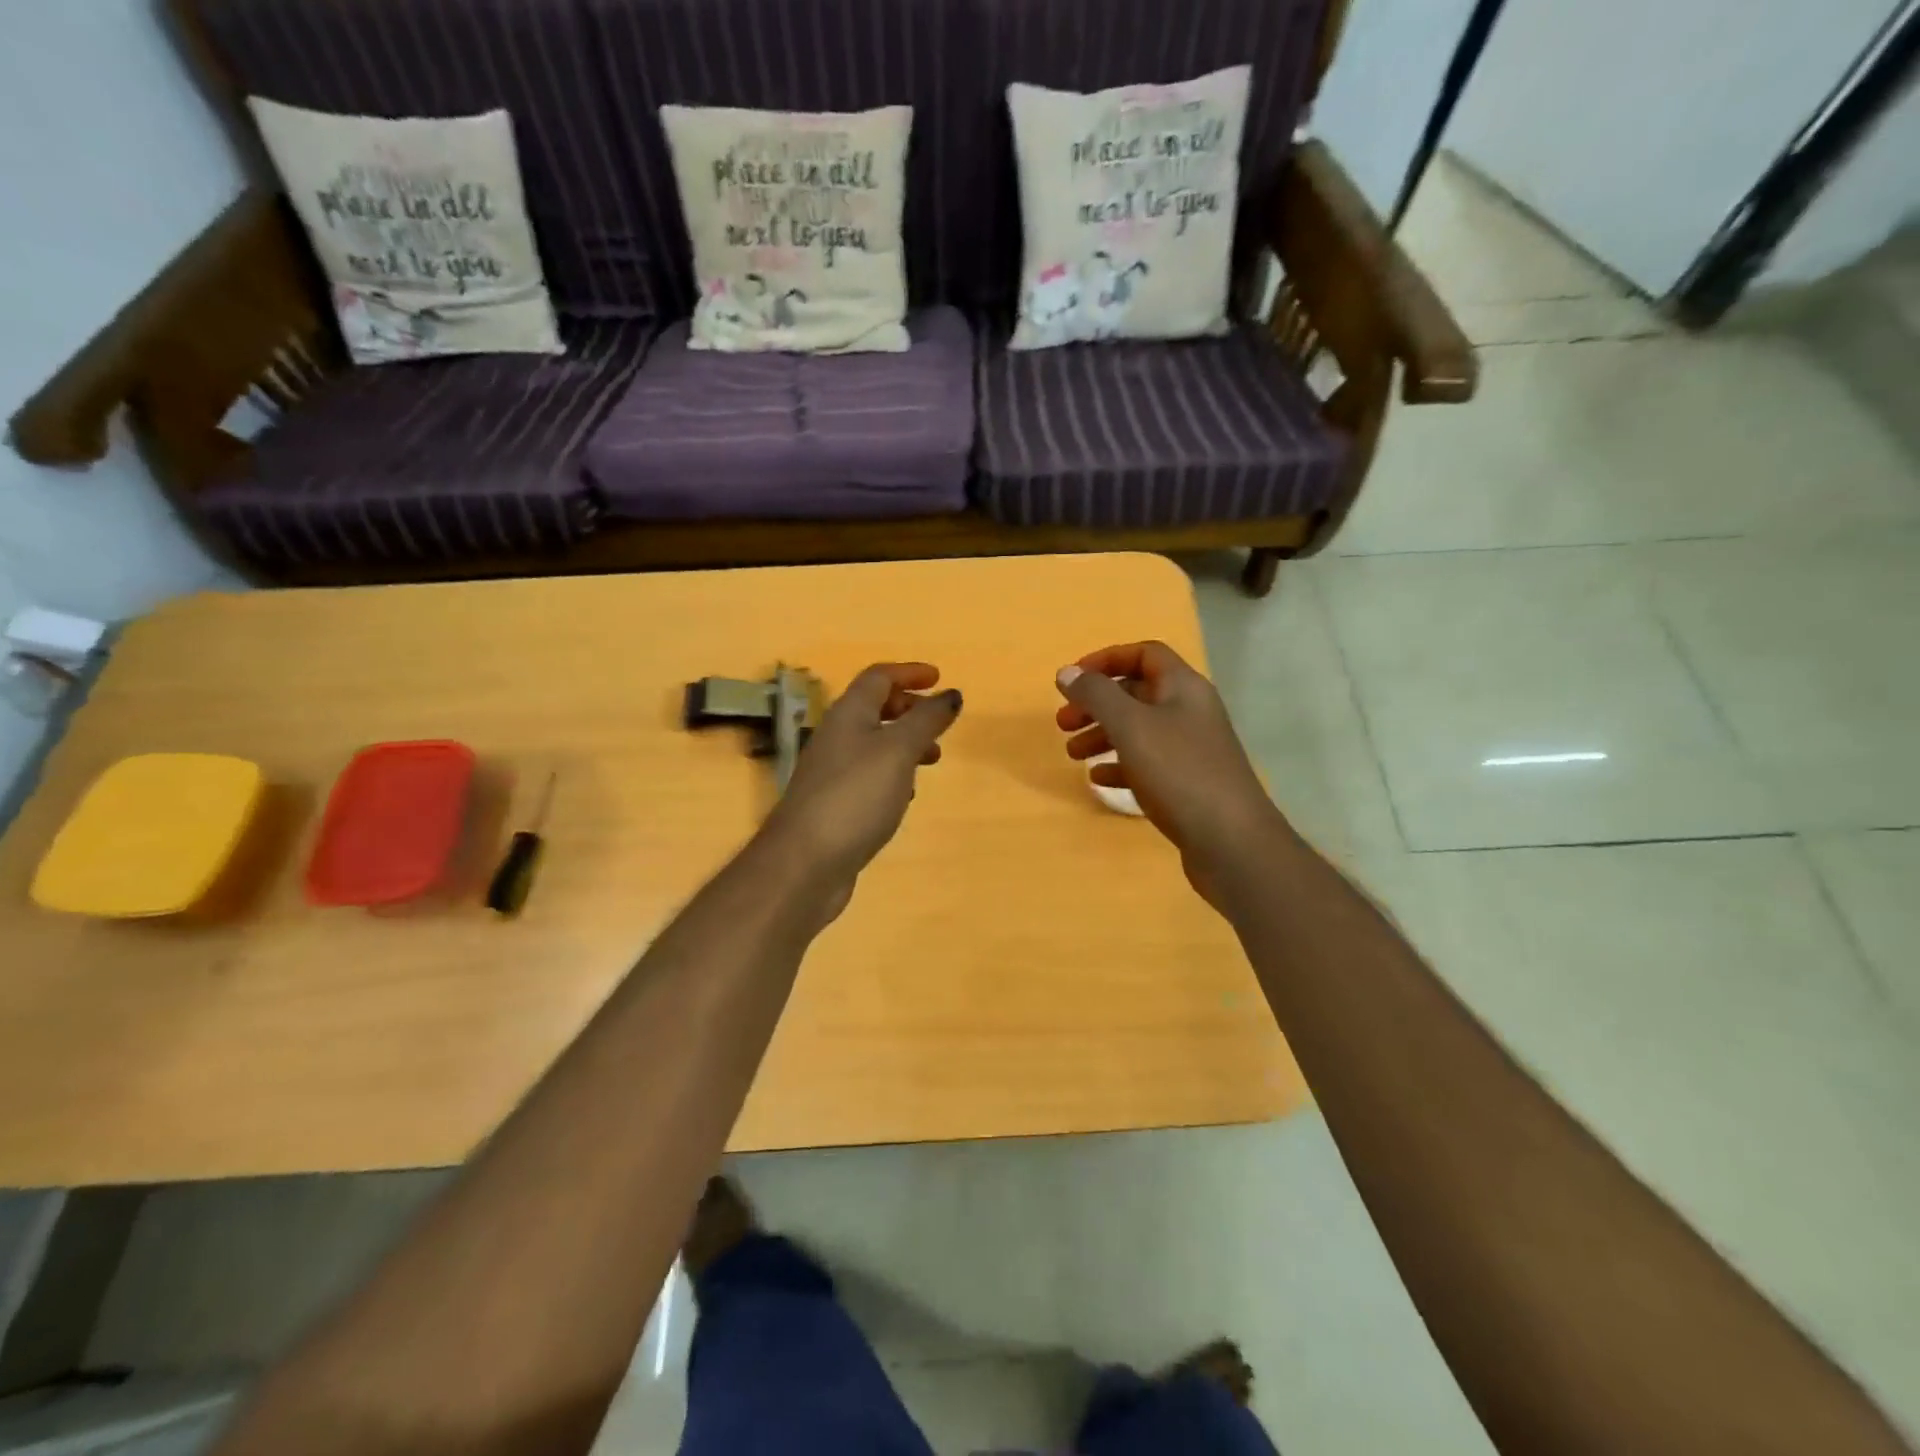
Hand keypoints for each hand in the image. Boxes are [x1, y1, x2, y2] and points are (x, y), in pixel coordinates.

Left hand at [757, 663, 961, 911]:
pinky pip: (868, 775)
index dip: (908, 673)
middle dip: (909, 708)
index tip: (939, 678)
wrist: (805, 862)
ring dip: (904, 743)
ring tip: (933, 759)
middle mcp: (836, 737)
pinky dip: (893, 774)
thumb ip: (927, 720)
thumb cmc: (856, 795)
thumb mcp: (898, 750)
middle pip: (873, 708)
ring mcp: (832, 772)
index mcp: (848, 715)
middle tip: (940, 720)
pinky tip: (906, 796)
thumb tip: (950, 694)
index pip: (878, 678)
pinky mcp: (834, 804)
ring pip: (872, 743)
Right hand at [1055, 642, 1284, 906]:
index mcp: (1183, 688)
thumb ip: (1096, 695)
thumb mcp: (1131, 726)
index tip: (1072, 680)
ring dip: (1103, 736)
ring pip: (1139, 731)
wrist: (1231, 841)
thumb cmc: (1179, 772)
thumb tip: (1067, 672)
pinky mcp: (1188, 784)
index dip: (1106, 660)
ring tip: (1072, 755)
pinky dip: (1120, 767)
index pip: (1144, 654)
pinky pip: (1147, 764)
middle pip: (1137, 694)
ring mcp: (1191, 750)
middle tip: (1063, 724)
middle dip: (1096, 704)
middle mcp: (1190, 712)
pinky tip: (1099, 781)